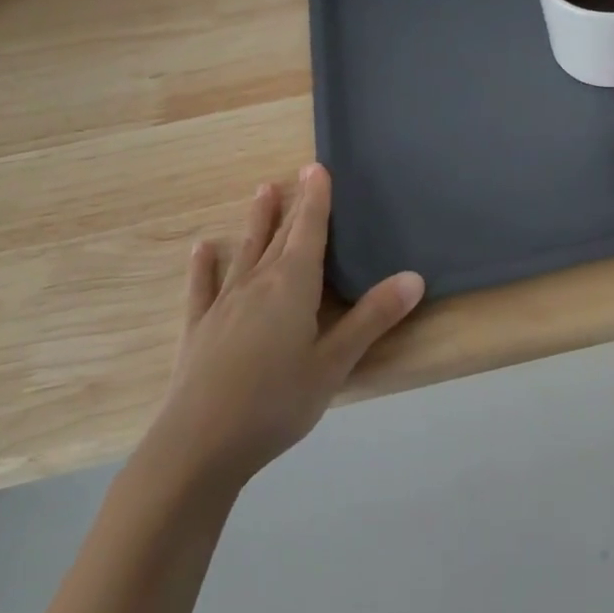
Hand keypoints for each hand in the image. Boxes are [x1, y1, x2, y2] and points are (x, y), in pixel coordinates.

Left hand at [141, 164, 423, 491]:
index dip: (316, 199)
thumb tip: (414, 277)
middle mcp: (257, 284)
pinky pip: (203, 288)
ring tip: (262, 192)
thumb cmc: (276, 402)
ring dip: (255, 223)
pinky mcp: (198, 329)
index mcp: (293, 286)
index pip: (309, 231)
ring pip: (244, 252)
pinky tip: (202, 249)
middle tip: (296, 173)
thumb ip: (372, 318)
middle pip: (279, 236)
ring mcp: (224, 305)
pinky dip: (204, 266)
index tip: (317, 167)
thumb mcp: (334, 364)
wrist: (198, 445)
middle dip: (292, 205)